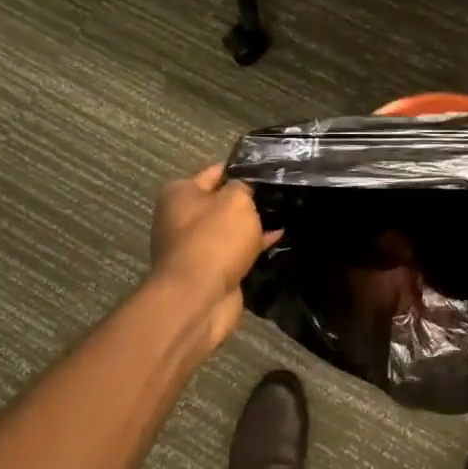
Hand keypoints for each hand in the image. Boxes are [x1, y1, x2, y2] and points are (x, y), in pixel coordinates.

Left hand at [148, 163, 279, 347]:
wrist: (199, 300)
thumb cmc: (215, 239)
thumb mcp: (236, 200)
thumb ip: (245, 186)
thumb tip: (250, 188)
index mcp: (180, 193)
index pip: (217, 171)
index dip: (245, 169)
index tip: (273, 169)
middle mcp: (181, 217)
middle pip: (223, 201)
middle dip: (251, 199)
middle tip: (284, 191)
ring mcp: (195, 246)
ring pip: (231, 228)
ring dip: (253, 225)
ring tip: (287, 214)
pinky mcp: (210, 270)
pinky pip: (236, 251)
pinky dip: (254, 246)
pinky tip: (278, 239)